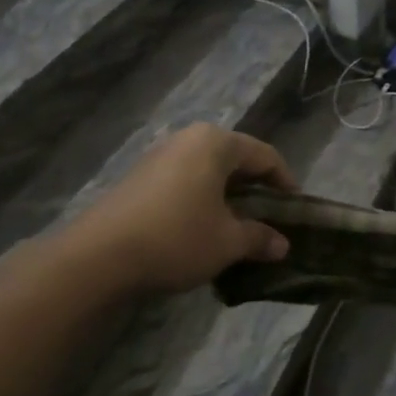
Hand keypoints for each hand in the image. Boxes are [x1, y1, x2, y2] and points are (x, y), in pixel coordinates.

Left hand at [63, 124, 297, 295]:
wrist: (99, 256)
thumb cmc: (176, 238)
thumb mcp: (227, 242)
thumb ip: (259, 238)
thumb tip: (282, 244)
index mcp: (215, 143)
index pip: (265, 155)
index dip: (285, 182)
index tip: (296, 209)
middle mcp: (187, 139)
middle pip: (235, 160)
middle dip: (255, 190)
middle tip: (269, 219)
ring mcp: (159, 156)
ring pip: (208, 172)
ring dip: (227, 197)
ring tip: (238, 228)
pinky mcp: (139, 178)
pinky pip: (184, 182)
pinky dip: (201, 201)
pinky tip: (202, 230)